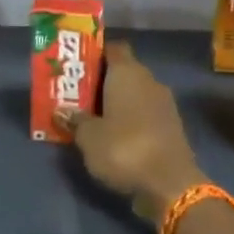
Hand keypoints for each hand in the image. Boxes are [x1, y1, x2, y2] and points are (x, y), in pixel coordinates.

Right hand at [69, 42, 207, 222]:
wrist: (170, 185)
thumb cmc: (123, 149)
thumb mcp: (88, 136)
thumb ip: (75, 120)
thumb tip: (61, 111)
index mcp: (128, 72)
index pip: (113, 48)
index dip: (96, 54)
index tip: (77, 66)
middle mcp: (149, 81)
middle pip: (123, 71)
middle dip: (102, 81)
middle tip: (77, 94)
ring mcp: (164, 104)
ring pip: (135, 94)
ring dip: (116, 102)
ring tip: (92, 117)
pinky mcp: (171, 127)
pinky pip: (145, 114)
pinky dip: (130, 120)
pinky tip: (114, 135)